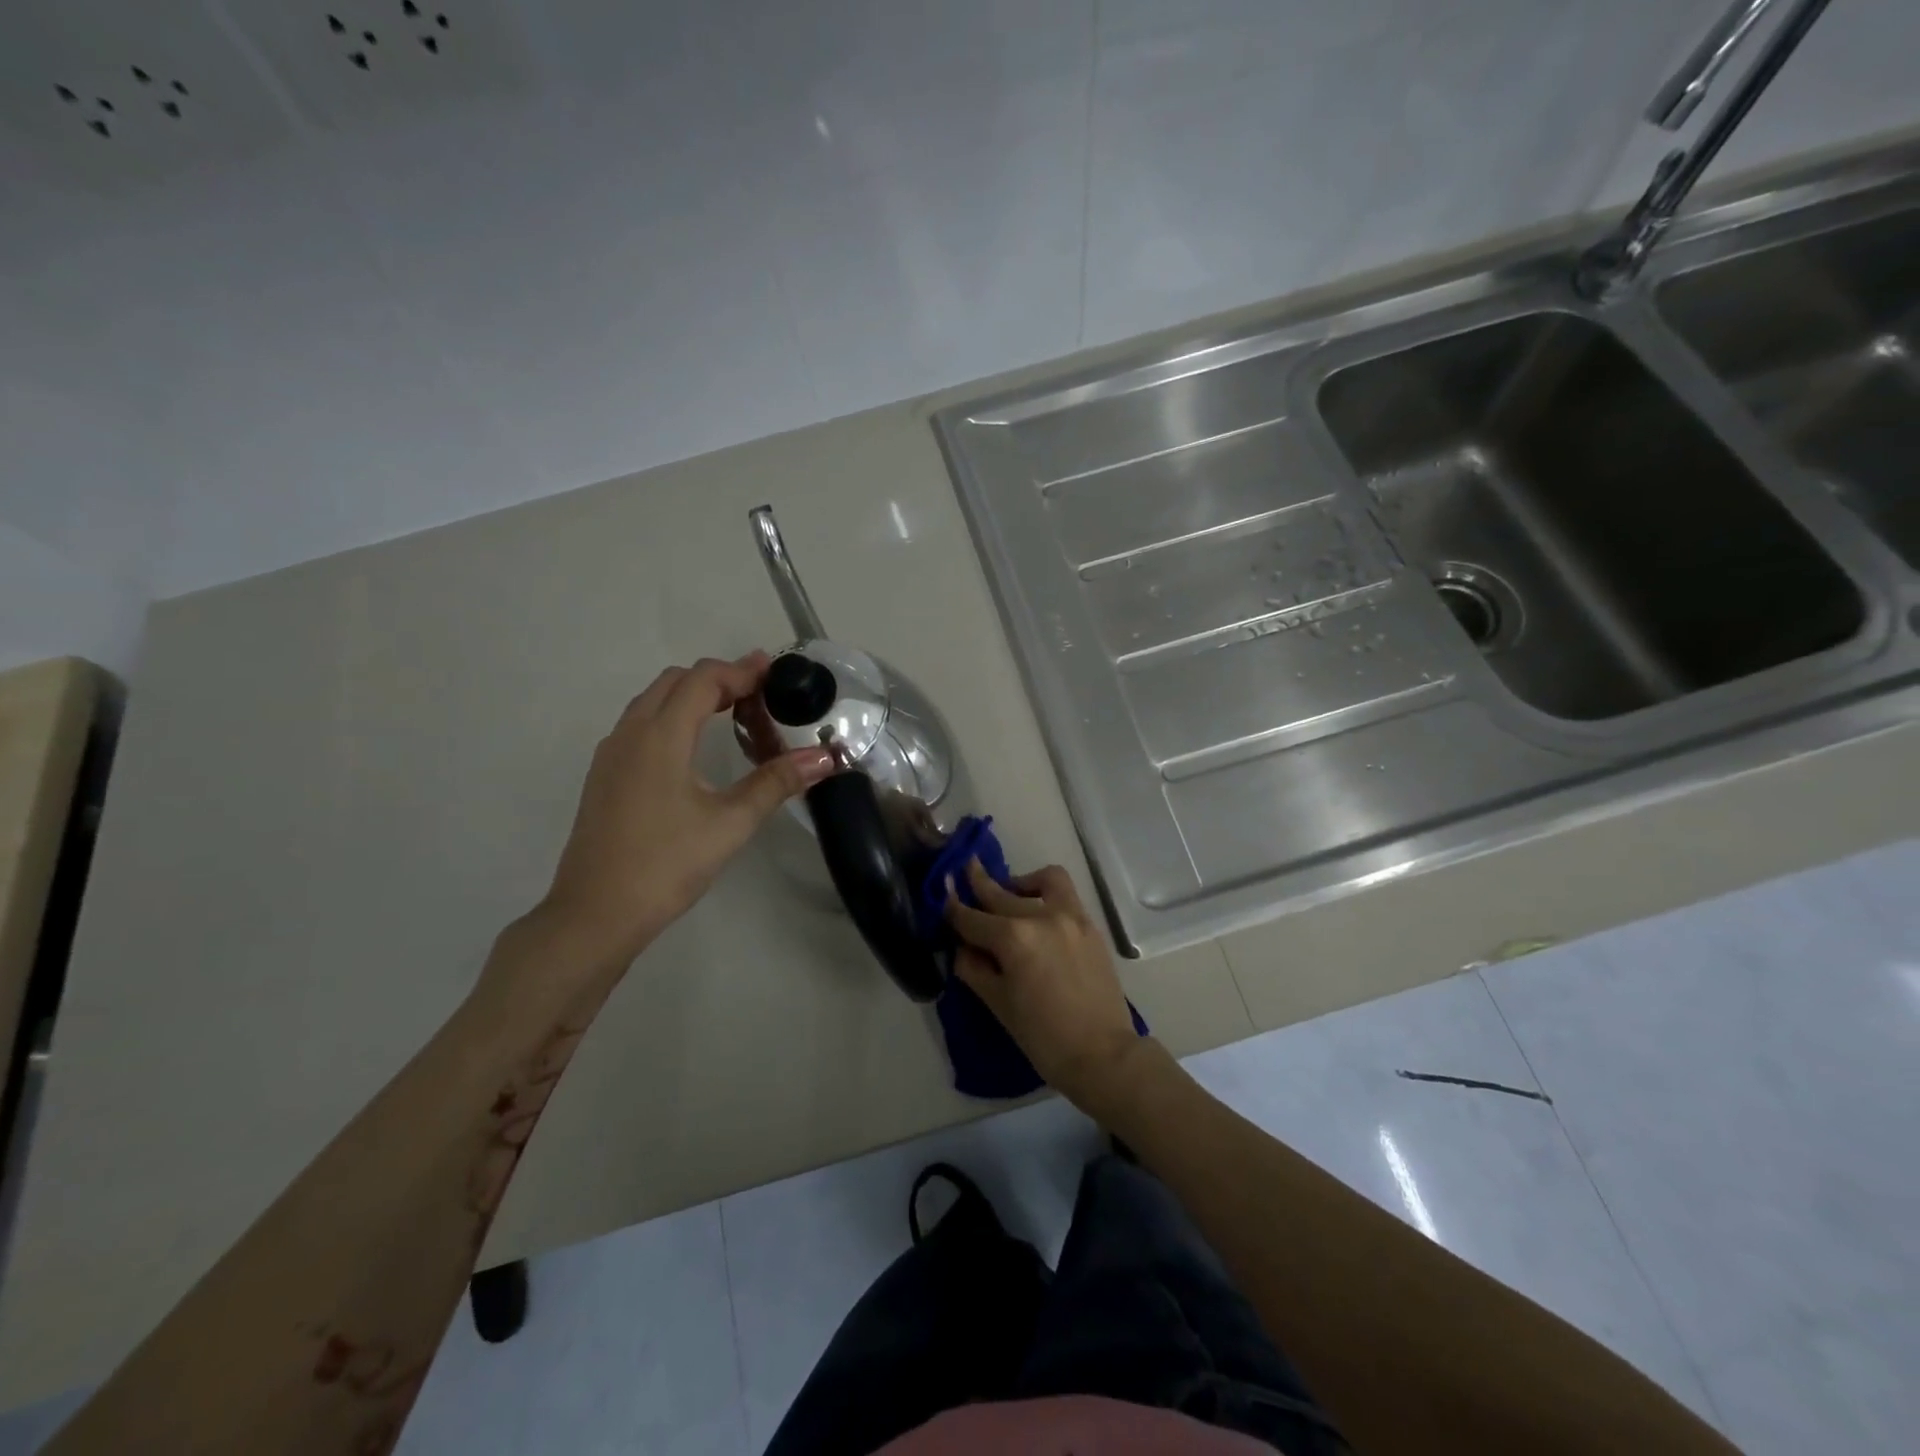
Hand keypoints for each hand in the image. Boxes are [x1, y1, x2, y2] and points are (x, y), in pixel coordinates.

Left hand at [535, 652, 834, 968]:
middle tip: (759, 692)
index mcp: (660, 737)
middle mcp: (630, 734)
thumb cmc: (666, 865)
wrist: (595, 915)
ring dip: (692, 696)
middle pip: (675, 682)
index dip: (741, 670)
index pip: (703, 681)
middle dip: (718, 678)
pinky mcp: (605, 777)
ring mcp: (611, 755)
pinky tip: (694, 748)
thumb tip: (826, 758)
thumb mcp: (730, 823)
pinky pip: (640, 724)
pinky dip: (672, 716)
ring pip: (653, 702)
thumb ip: (777, 782)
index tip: (775, 670)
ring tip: (732, 713)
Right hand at [945, 859, 1147, 1110]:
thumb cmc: (1043, 1038)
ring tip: (1009, 892)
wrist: (1103, 1055)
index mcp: (1013, 938)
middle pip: (1001, 893)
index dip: (953, 910)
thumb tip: (963, 948)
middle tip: (964, 871)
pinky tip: (1037, 910)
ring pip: (1041, 880)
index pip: (972, 918)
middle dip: (978, 883)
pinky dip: (1047, 893)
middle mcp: (1041, 916)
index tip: (942, 899)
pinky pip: (1065, 894)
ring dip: (1019, 882)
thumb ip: (975, 968)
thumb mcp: (998, 1004)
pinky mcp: (1089, 925)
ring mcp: (1070, 917)